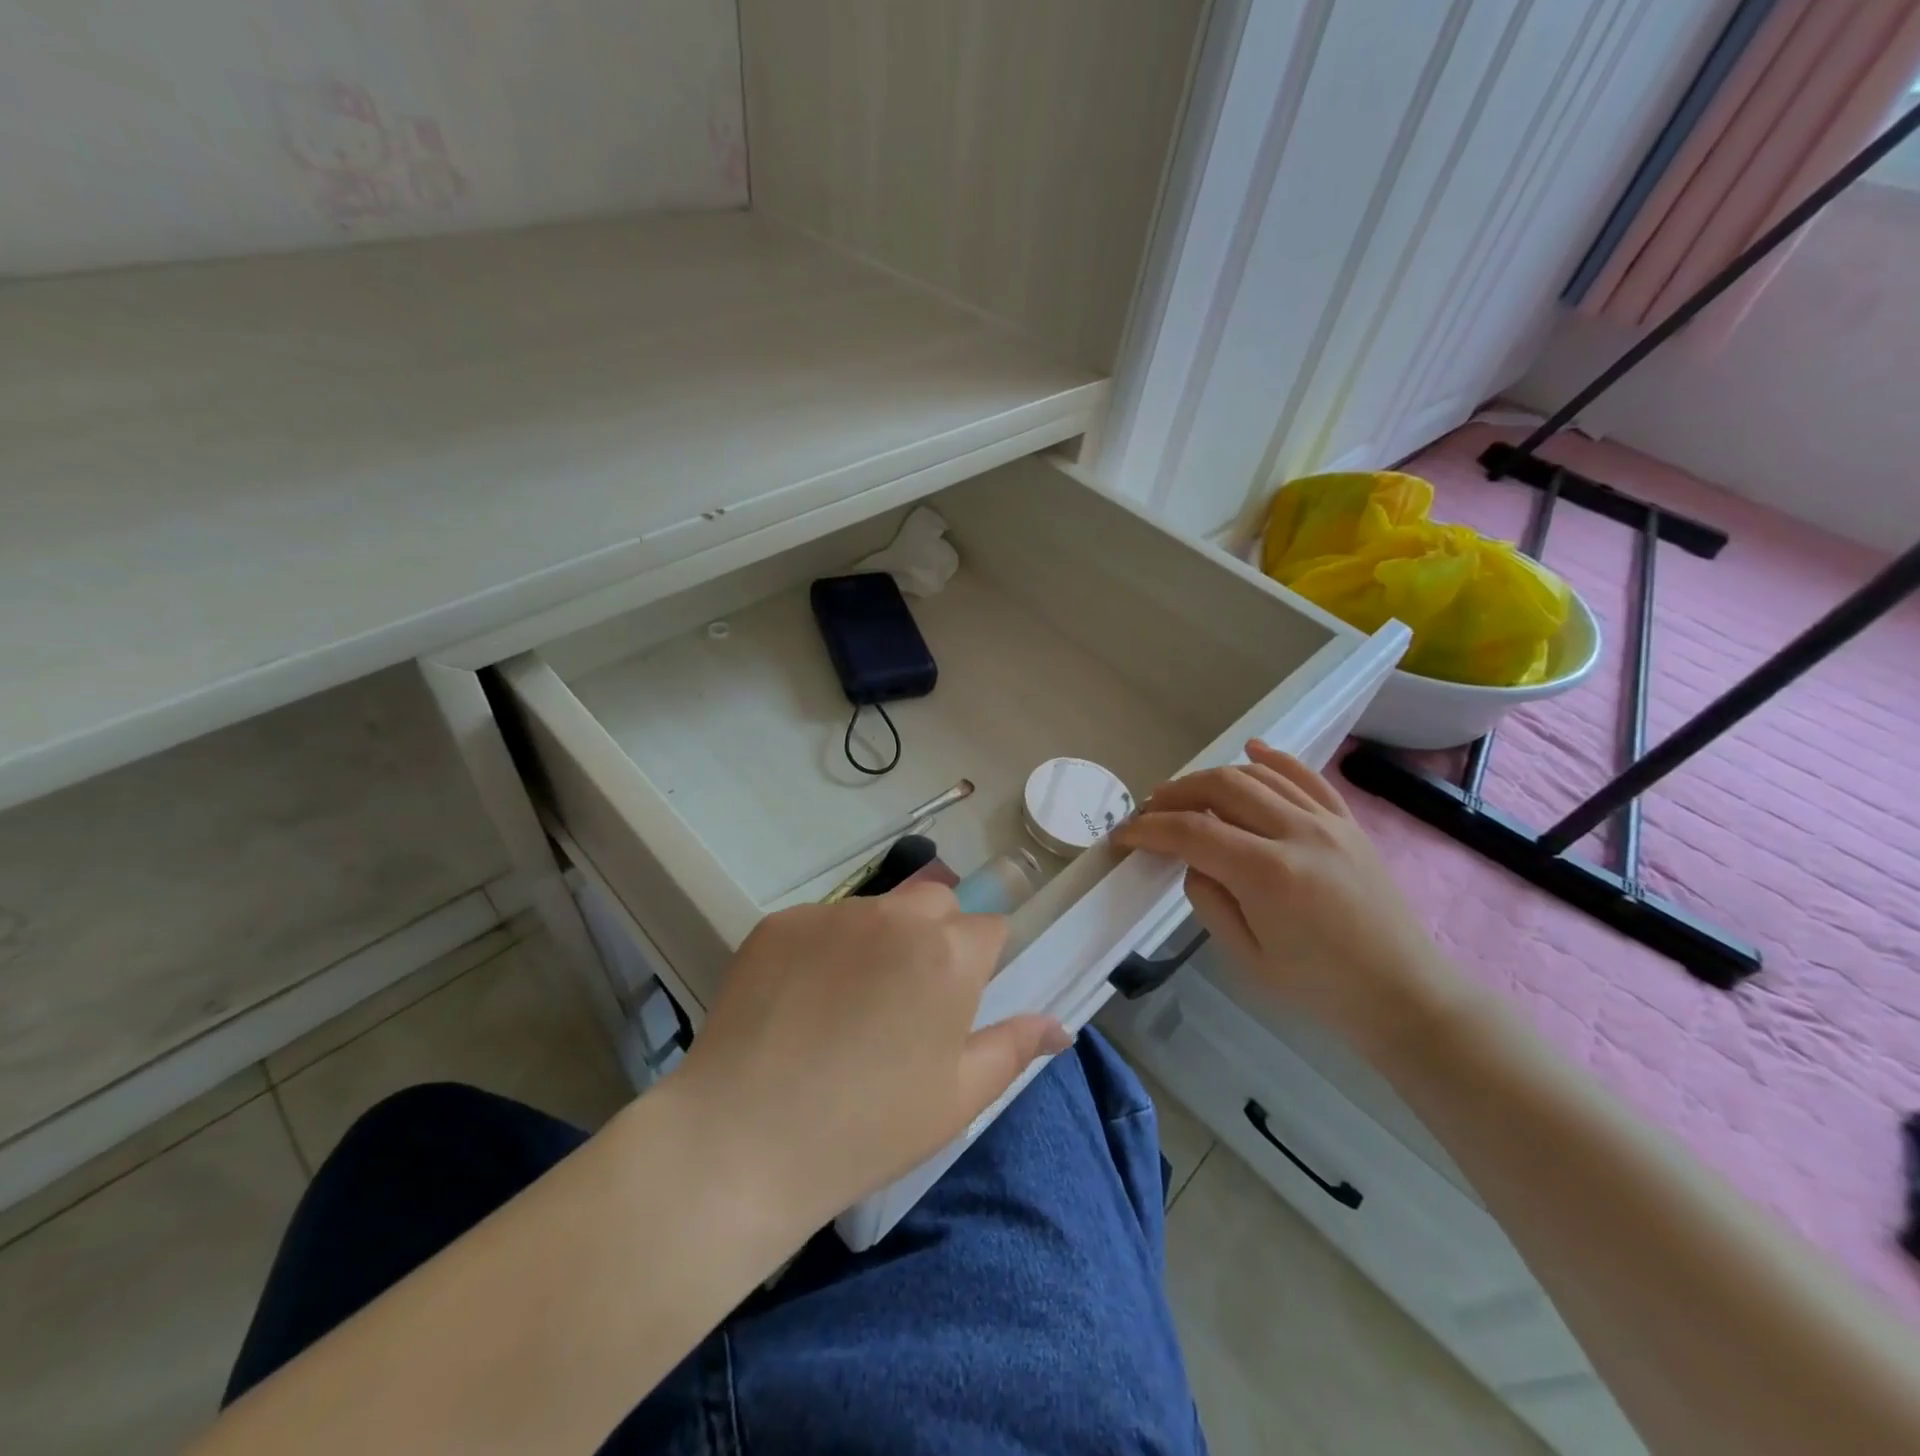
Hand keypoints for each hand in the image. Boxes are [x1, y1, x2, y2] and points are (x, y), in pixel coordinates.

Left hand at [667, 884, 1069, 1227]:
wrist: (743, 1140)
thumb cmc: (868, 1127)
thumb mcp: (957, 1096)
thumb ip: (1014, 1047)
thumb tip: (1059, 1027)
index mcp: (948, 953)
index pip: (988, 926)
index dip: (981, 960)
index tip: (960, 999)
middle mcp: (894, 916)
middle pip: (935, 902)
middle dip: (937, 935)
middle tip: (909, 999)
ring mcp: (831, 914)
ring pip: (876, 910)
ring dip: (879, 940)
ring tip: (847, 1007)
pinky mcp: (778, 922)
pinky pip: (820, 923)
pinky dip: (824, 949)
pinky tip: (800, 1003)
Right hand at [1113, 741, 1465, 1056]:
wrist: (1403, 992)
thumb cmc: (1319, 987)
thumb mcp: (1247, 956)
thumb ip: (1209, 899)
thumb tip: (1195, 859)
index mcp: (1268, 874)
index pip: (1192, 832)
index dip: (1150, 829)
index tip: (1124, 834)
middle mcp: (1297, 833)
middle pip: (1221, 787)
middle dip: (1175, 793)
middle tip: (1150, 810)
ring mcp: (1328, 822)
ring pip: (1257, 775)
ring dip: (1212, 777)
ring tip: (1186, 793)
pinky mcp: (1348, 822)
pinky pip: (1306, 776)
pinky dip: (1273, 758)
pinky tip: (1250, 750)